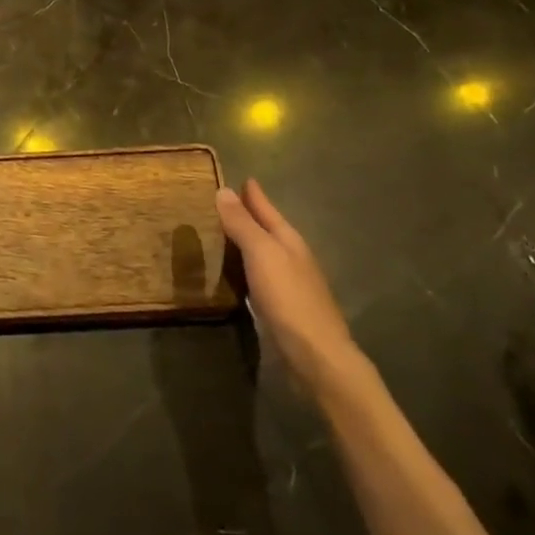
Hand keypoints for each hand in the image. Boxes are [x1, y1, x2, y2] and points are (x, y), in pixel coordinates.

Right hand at [216, 179, 361, 391]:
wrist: (316, 358)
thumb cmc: (289, 298)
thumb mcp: (262, 253)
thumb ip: (242, 224)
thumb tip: (224, 191)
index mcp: (288, 240)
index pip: (266, 208)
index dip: (252, 194)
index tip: (239, 177)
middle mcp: (291, 257)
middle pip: (266, 229)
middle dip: (247, 216)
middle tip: (219, 203)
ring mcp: (289, 284)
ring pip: (262, 254)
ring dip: (244, 243)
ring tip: (218, 234)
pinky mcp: (281, 308)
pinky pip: (257, 277)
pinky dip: (244, 268)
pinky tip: (231, 274)